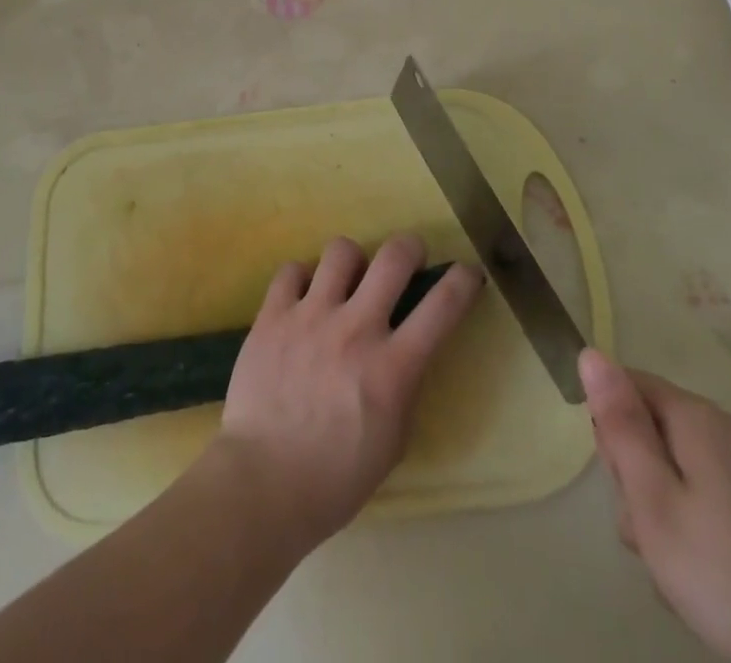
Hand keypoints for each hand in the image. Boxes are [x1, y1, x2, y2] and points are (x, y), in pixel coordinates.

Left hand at [210, 235, 483, 550]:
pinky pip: (292, 270)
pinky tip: (302, 299)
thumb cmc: (336, 477)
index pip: (442, 306)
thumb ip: (404, 387)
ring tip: (346, 280)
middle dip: (409, 248)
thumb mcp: (393, 441)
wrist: (263, 483)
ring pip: (341, 250)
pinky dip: (302, 279)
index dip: (462, 281)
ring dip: (352, 261)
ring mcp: (311, 316)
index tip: (466, 273)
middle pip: (393, 257)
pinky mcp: (273, 315)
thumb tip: (405, 350)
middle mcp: (356, 329)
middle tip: (407, 259)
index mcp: (393, 368)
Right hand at [581, 352, 730, 662]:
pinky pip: (700, 500)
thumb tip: (590, 352)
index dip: (610, 429)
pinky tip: (700, 579)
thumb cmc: (729, 572)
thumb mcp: (654, 499)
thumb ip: (620, 424)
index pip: (624, 385)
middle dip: (634, 478)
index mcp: (694, 416)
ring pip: (670, 471)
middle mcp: (721, 430)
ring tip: (675, 566)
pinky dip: (689, 532)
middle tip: (651, 529)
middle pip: (647, 428)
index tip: (625, 482)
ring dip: (658, 513)